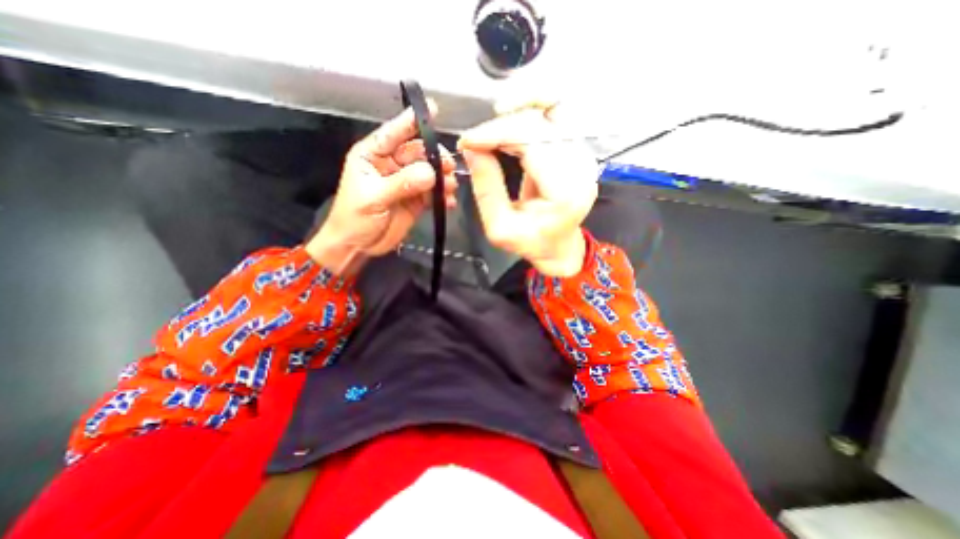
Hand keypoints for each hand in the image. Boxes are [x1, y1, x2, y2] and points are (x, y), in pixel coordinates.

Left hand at [308, 103, 456, 275]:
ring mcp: (406, 182)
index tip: (433, 110)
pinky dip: (443, 197)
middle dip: (435, 157)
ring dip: (443, 178)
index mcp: (373, 156)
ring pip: (429, 172)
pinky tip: (449, 202)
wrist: (358, 245)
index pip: (393, 133)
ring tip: (451, 187)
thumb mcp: (374, 198)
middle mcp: (392, 165)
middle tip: (449, 166)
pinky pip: (434, 193)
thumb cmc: (355, 218)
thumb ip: (402, 183)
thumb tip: (431, 173)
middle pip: (418, 153)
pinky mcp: (417, 199)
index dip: (411, 122)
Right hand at [460, 102, 597, 276]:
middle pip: (541, 122)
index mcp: (565, 191)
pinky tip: (510, 121)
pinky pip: (554, 117)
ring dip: (516, 113)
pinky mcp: (577, 150)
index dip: (497, 133)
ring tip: (491, 129)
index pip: (533, 141)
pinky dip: (529, 113)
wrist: (559, 247)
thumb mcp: (500, 227)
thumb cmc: (531, 243)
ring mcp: (583, 156)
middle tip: (475, 139)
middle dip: (501, 125)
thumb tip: (472, 148)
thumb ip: (486, 188)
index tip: (468, 140)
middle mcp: (581, 167)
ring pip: (551, 111)